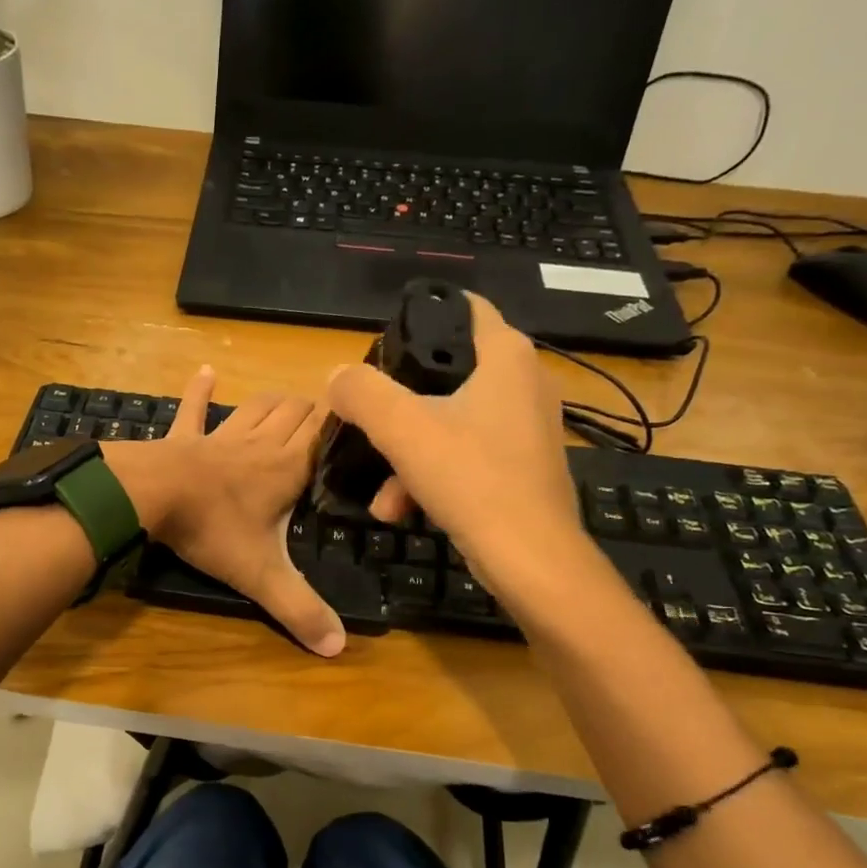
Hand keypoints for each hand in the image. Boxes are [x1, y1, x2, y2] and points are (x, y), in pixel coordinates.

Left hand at [103, 368, 345, 657]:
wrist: (149, 496)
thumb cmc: (211, 529)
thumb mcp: (260, 575)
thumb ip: (299, 609)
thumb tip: (339, 648)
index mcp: (285, 468)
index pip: (324, 434)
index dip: (343, 423)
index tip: (361, 418)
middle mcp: (259, 444)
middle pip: (295, 413)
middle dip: (313, 412)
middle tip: (326, 419)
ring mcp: (219, 436)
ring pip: (256, 406)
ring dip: (273, 402)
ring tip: (289, 401)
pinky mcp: (183, 437)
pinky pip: (193, 409)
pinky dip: (200, 392)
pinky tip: (205, 372)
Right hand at [326, 293, 598, 595]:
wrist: (530, 559)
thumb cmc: (471, 478)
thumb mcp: (403, 428)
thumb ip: (362, 393)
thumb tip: (337, 377)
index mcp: (506, 357)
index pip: (463, 308)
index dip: (420, 317)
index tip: (381, 345)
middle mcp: (523, 383)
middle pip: (447, 373)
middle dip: (400, 403)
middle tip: (369, 419)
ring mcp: (524, 429)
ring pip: (449, 423)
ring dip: (407, 454)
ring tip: (381, 494)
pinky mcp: (520, 467)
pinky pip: (464, 457)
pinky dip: (430, 477)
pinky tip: (400, 509)